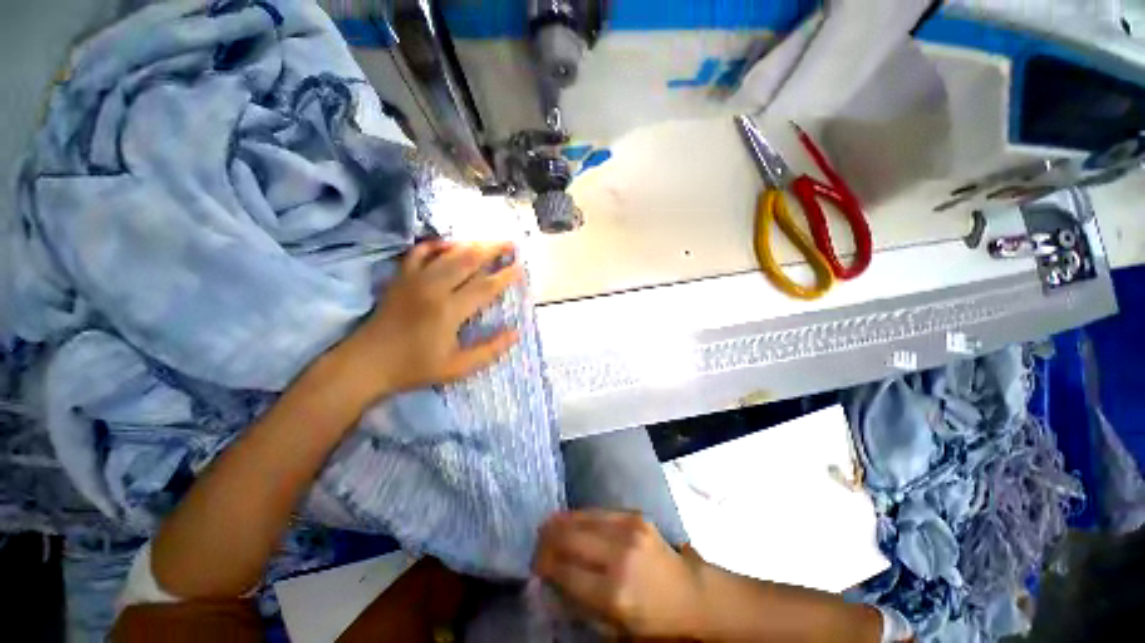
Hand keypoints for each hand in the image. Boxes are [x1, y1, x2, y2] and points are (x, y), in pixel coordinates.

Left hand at [333, 240, 523, 407]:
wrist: (366, 363)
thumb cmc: (415, 367)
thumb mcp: (458, 367)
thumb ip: (490, 350)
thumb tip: (516, 333)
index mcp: (449, 311)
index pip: (485, 287)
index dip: (505, 276)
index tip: (521, 268)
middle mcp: (434, 288)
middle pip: (468, 260)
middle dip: (492, 250)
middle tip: (511, 244)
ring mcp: (414, 280)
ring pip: (447, 253)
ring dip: (471, 245)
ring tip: (488, 242)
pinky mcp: (401, 277)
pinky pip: (419, 252)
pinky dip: (436, 245)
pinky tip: (449, 245)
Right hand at [534, 510, 708, 637]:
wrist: (691, 596)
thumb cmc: (652, 622)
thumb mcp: (613, 629)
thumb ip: (579, 604)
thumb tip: (551, 581)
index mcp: (613, 593)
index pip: (564, 571)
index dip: (544, 564)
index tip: (534, 565)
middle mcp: (619, 555)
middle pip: (570, 538)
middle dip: (547, 539)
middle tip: (537, 542)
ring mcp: (629, 529)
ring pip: (582, 517)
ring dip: (561, 521)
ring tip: (548, 526)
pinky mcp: (636, 515)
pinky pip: (599, 511)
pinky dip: (581, 515)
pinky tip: (572, 518)